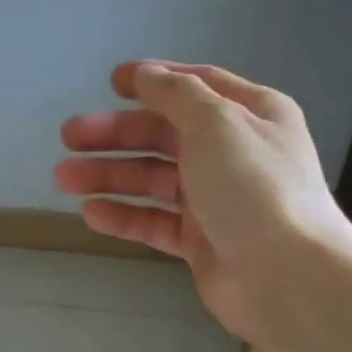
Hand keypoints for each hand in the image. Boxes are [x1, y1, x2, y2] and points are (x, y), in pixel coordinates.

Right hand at [55, 61, 351, 340]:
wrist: (287, 278)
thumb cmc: (253, 188)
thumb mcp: (216, 123)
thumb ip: (176, 94)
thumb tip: (146, 73)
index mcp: (251, 115)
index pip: (196, 86)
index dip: (154, 81)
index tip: (112, 82)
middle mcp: (234, 153)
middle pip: (165, 135)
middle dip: (116, 134)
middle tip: (69, 136)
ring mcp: (217, 200)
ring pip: (154, 180)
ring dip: (110, 175)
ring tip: (64, 178)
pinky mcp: (201, 242)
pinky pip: (155, 221)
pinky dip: (125, 216)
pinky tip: (92, 213)